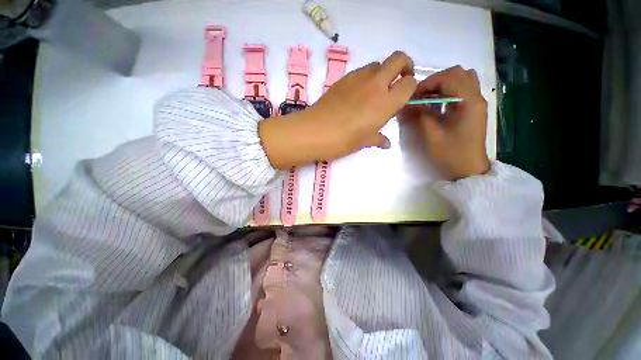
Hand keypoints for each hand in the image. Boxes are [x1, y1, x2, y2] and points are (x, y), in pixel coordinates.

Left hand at [259, 51, 416, 168]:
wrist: (313, 131)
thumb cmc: (342, 141)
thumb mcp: (363, 142)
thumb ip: (378, 139)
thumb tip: (386, 142)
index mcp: (385, 103)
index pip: (410, 83)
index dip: (410, 87)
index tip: (404, 96)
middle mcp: (375, 85)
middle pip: (398, 58)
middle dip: (404, 66)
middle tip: (397, 82)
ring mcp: (357, 78)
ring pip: (377, 64)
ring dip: (382, 73)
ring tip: (373, 92)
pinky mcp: (342, 79)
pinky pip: (360, 71)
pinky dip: (365, 78)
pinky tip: (356, 95)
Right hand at [400, 66, 489, 180]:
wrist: (468, 169)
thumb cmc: (450, 153)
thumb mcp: (431, 135)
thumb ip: (420, 115)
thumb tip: (407, 103)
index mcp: (468, 101)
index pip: (448, 77)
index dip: (428, 83)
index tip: (413, 96)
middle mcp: (476, 96)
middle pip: (458, 73)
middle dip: (435, 81)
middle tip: (421, 95)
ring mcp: (477, 102)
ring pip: (462, 78)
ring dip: (444, 83)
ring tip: (429, 97)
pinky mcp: (474, 109)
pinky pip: (463, 89)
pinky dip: (450, 90)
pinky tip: (439, 104)